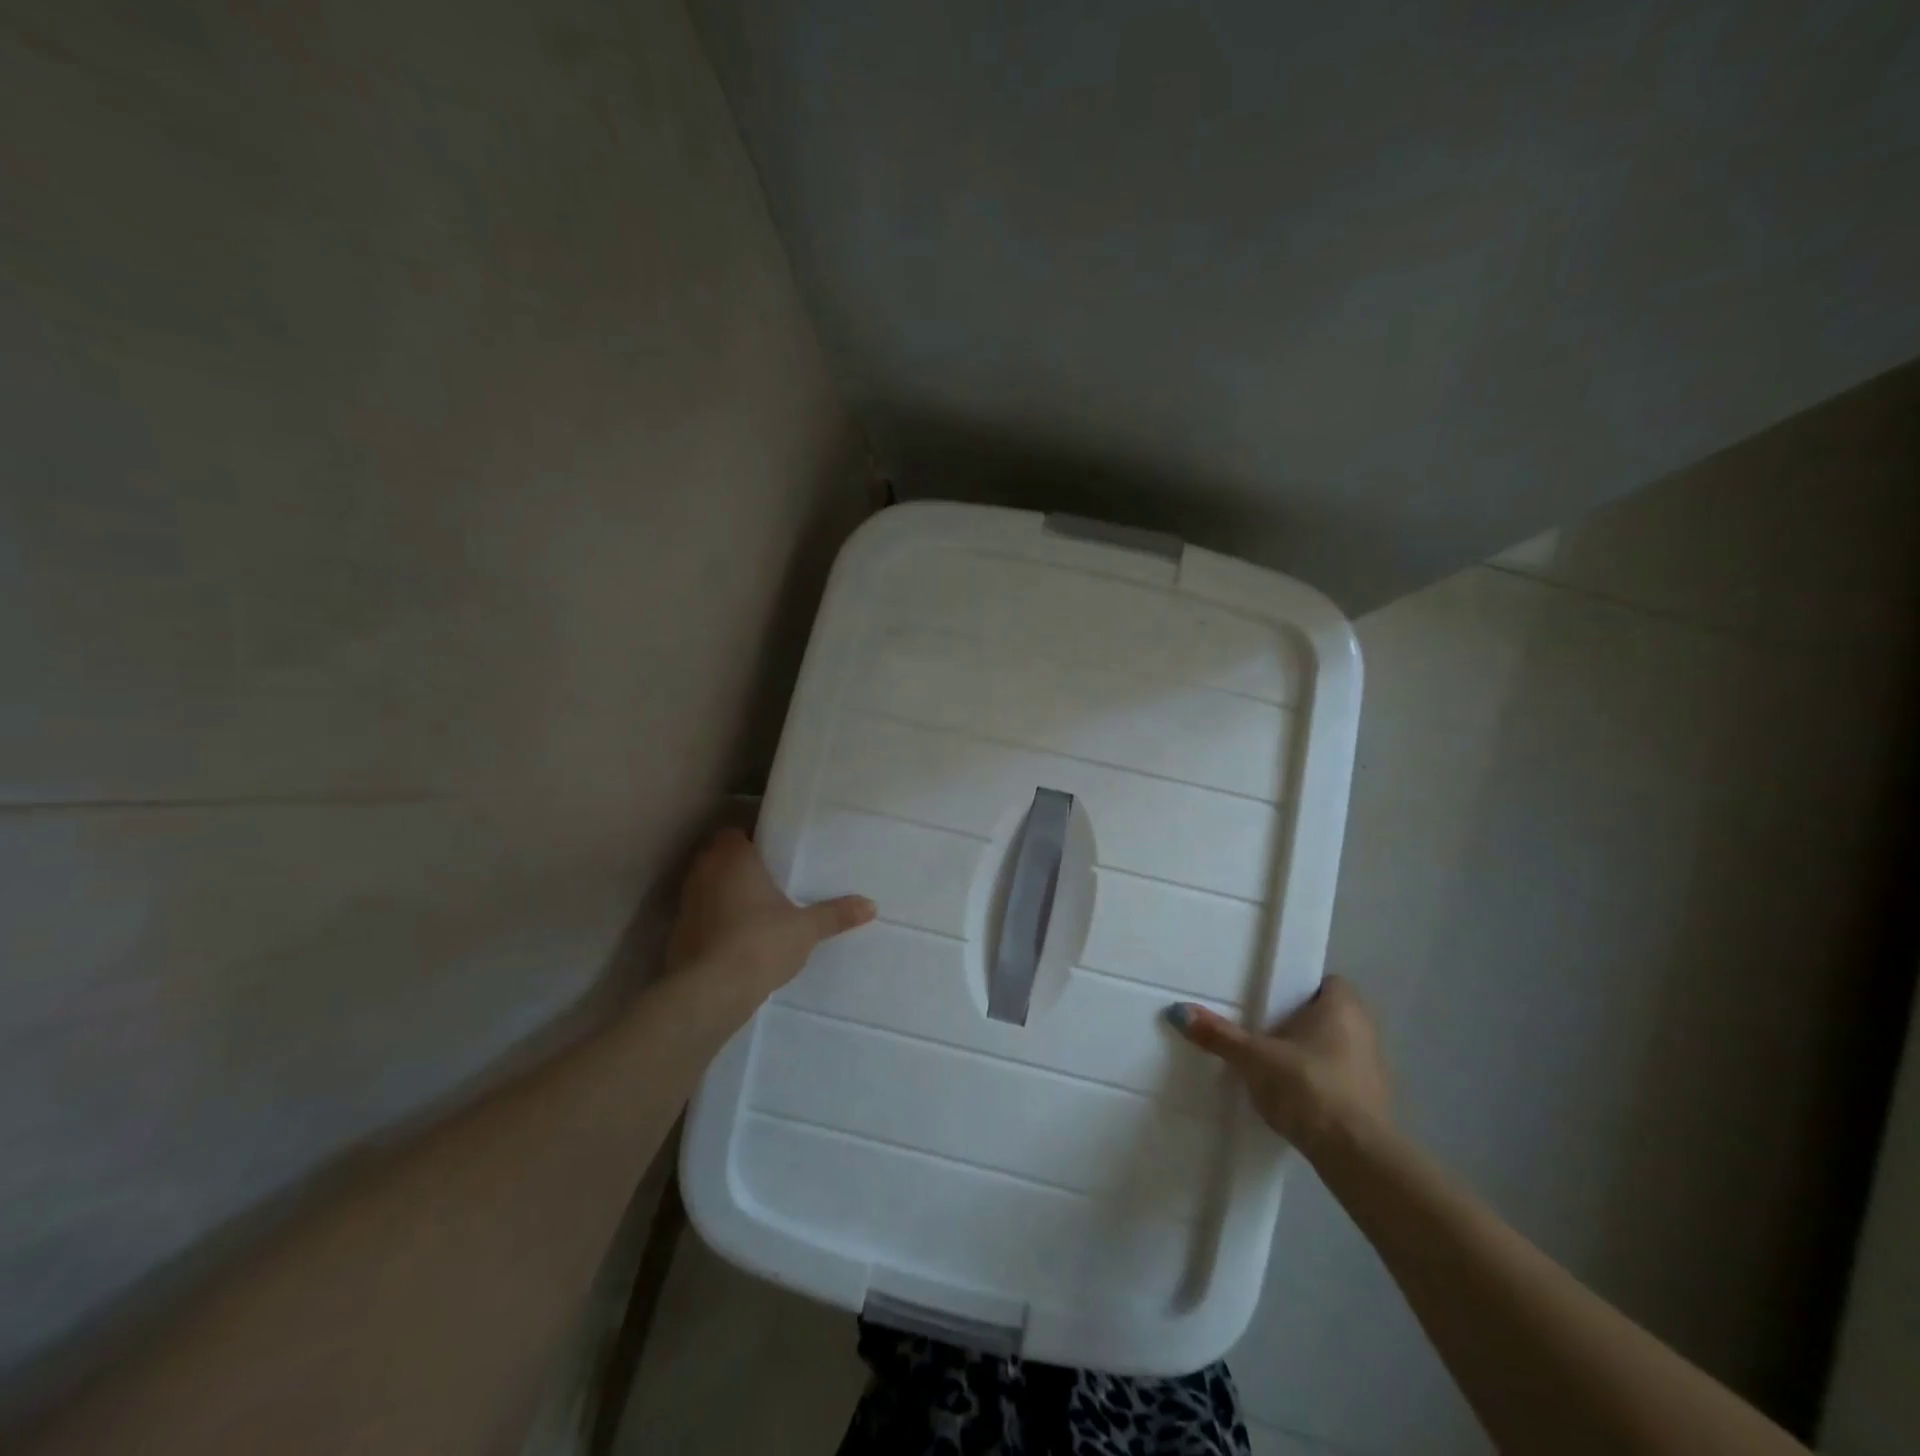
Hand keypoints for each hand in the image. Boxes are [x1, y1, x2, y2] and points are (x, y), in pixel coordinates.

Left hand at [665, 828, 875, 1022]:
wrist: (710, 992)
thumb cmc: (760, 943)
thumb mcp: (806, 929)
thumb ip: (836, 914)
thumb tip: (871, 905)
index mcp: (733, 858)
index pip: (733, 833)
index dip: (750, 840)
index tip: (771, 852)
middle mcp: (703, 873)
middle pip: (717, 858)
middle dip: (738, 866)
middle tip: (768, 879)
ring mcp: (685, 904)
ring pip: (706, 887)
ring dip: (723, 894)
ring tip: (754, 909)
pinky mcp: (677, 934)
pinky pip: (698, 917)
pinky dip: (713, 922)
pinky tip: (735, 938)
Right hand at [1167, 977, 1389, 1157]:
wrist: (1355, 1156)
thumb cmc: (1309, 1087)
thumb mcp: (1254, 1058)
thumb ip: (1219, 1035)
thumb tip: (1178, 1011)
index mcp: (1343, 1007)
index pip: (1324, 982)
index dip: (1298, 986)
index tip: (1269, 995)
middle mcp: (1364, 1030)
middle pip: (1326, 1015)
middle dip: (1296, 1020)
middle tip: (1259, 1024)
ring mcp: (1371, 1069)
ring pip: (1332, 1047)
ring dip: (1306, 1052)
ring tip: (1268, 1060)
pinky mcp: (1370, 1103)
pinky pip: (1337, 1077)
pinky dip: (1316, 1080)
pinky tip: (1289, 1093)